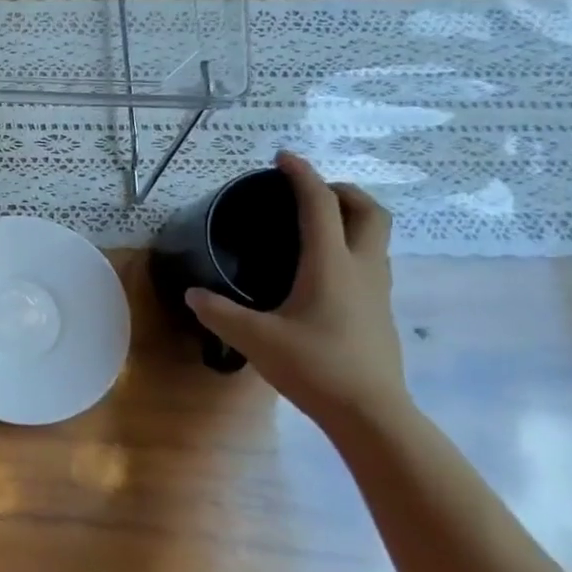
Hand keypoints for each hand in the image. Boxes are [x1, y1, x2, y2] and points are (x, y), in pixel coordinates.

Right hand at [187, 151, 410, 426]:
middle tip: (310, 191)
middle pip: (369, 211)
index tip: (283, 158)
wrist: (371, 412)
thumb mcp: (254, 338)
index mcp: (331, 264)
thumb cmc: (314, 366)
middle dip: (342, 191)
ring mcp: (377, 290)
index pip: (320, 205)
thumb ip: (219, 312)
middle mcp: (361, 267)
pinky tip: (322, 270)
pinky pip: (370, 260)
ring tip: (316, 224)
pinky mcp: (379, 310)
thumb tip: (193, 294)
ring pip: (376, 236)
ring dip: (352, 217)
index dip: (302, 176)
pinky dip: (351, 246)